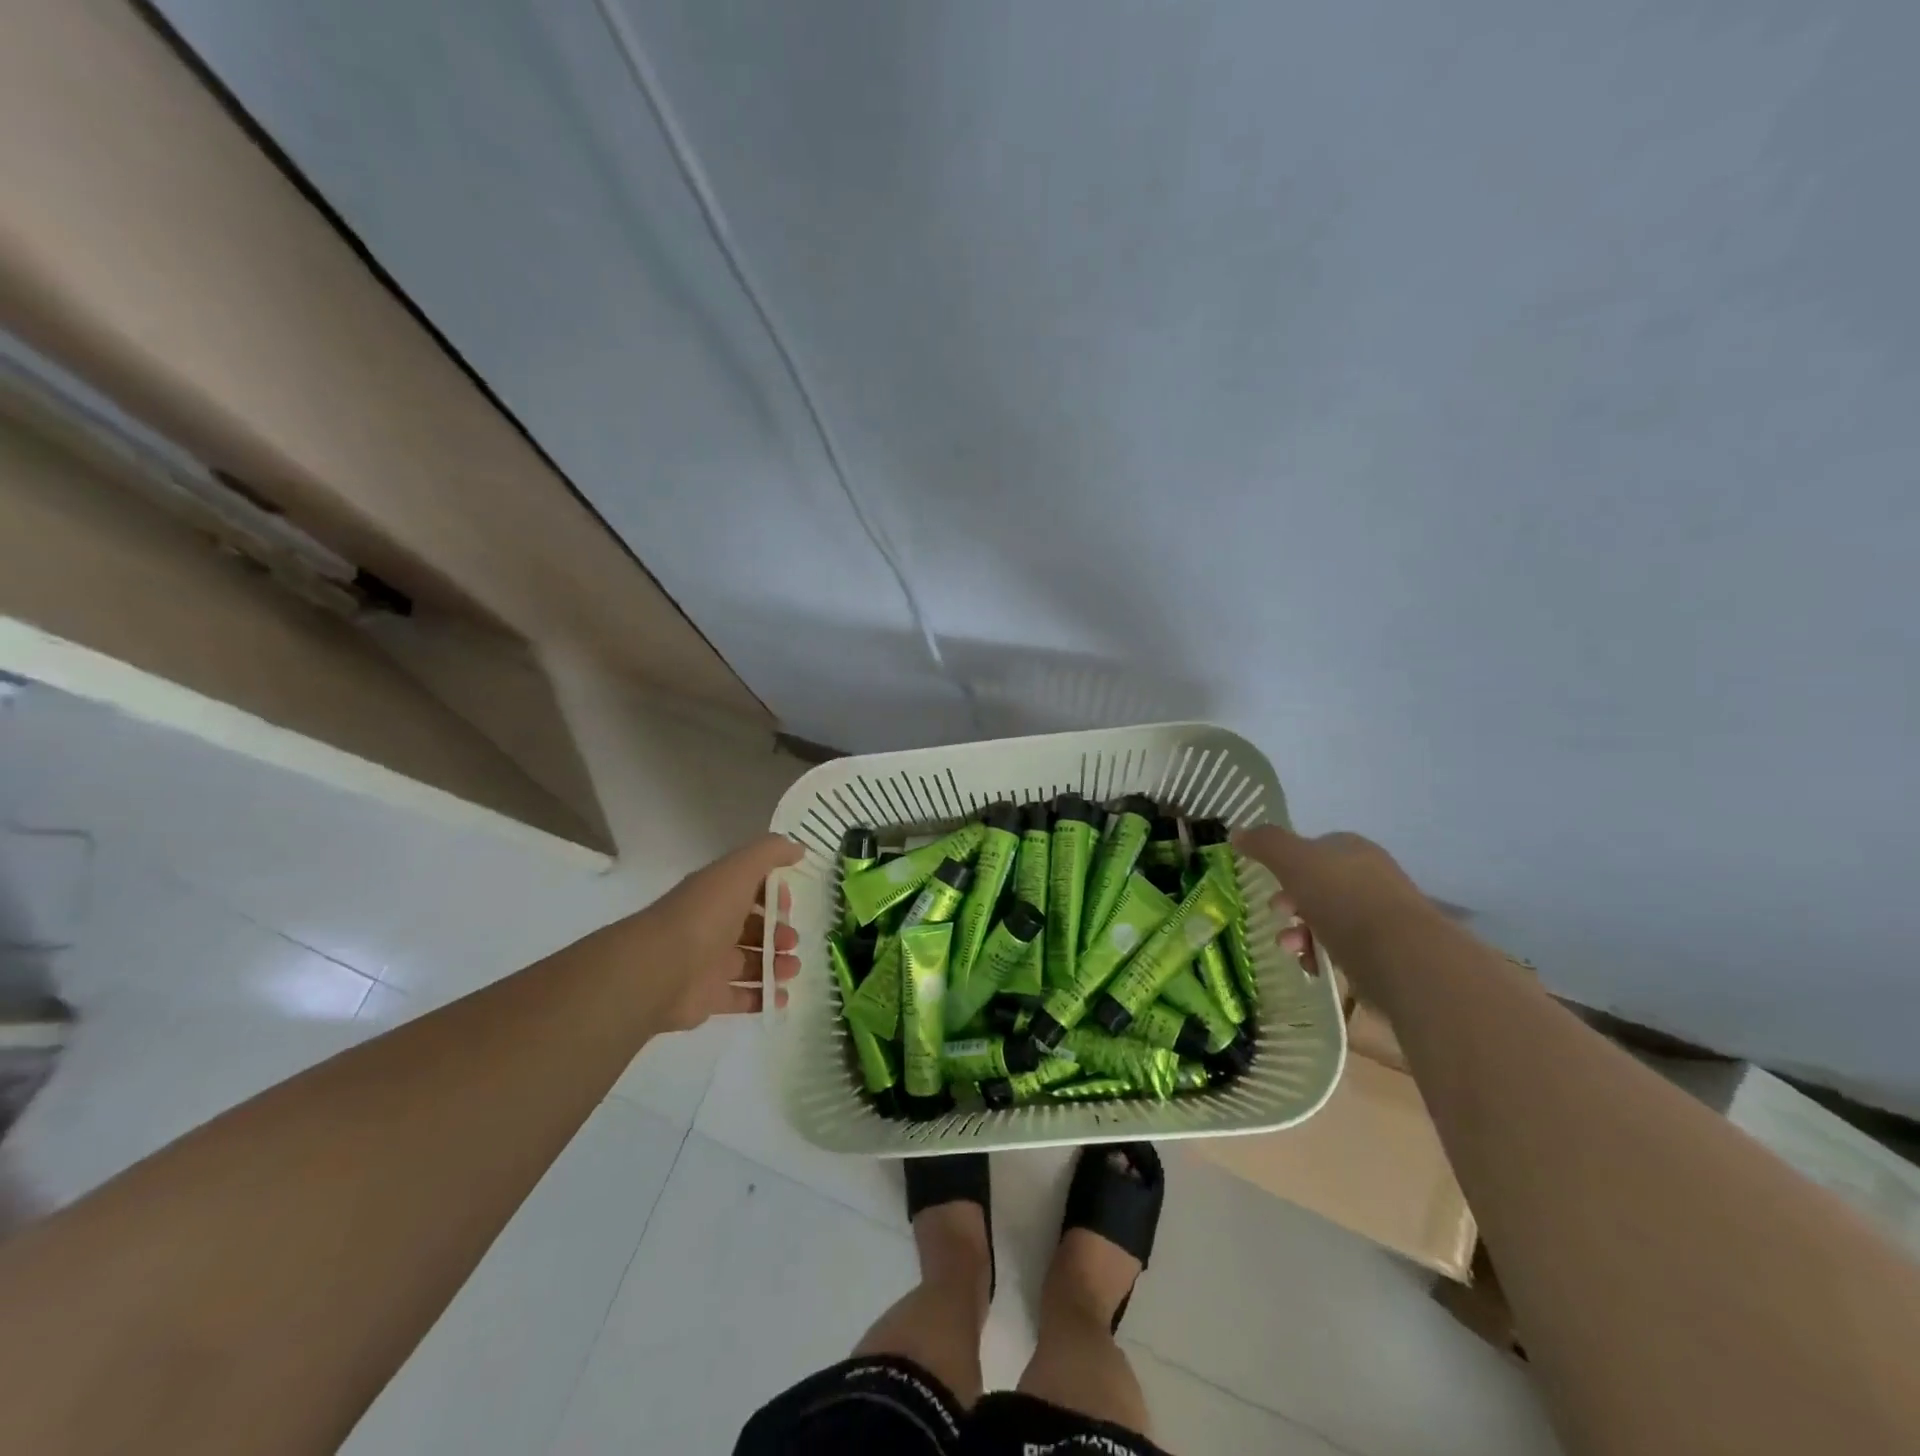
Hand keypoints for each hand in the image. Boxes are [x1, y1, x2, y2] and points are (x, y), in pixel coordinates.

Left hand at [638, 834, 803, 1031]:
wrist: (660, 969)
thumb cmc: (705, 914)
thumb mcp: (739, 869)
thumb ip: (771, 852)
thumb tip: (798, 848)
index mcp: (716, 895)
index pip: (749, 890)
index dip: (773, 895)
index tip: (790, 905)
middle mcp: (712, 926)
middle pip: (752, 929)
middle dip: (778, 933)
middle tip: (793, 942)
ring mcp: (708, 964)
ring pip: (750, 962)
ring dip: (776, 964)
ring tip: (792, 969)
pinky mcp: (708, 997)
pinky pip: (741, 997)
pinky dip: (764, 998)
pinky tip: (783, 998)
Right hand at [1232, 825, 1434, 974]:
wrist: (1401, 957)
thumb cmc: (1342, 899)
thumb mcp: (1293, 861)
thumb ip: (1264, 843)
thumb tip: (1237, 832)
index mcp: (1352, 849)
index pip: (1313, 848)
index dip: (1285, 864)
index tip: (1268, 883)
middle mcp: (1370, 877)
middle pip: (1317, 886)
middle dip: (1289, 903)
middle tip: (1276, 914)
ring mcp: (1381, 916)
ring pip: (1327, 920)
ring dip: (1300, 932)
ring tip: (1290, 948)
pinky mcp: (1386, 953)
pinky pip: (1343, 950)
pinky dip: (1321, 956)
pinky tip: (1313, 966)